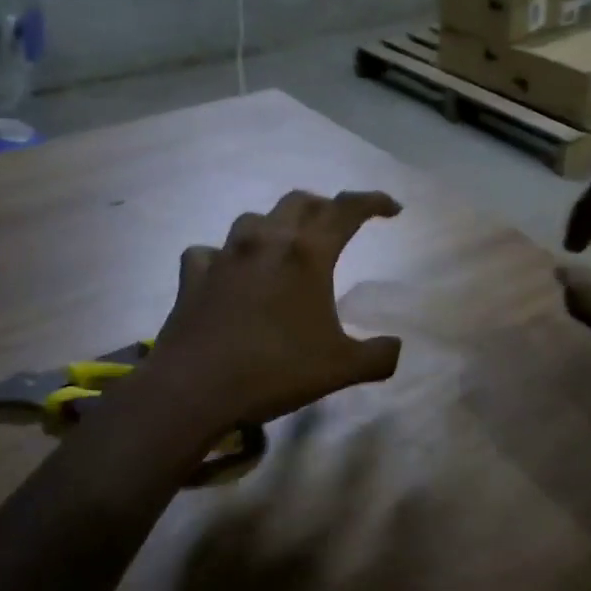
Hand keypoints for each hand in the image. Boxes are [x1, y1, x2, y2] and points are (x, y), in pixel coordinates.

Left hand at [146, 190, 403, 432]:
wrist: (194, 389)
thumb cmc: (275, 371)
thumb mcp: (341, 369)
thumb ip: (378, 356)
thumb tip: (396, 347)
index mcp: (307, 254)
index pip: (347, 210)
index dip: (373, 202)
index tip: (392, 209)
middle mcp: (266, 242)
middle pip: (300, 202)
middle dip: (324, 207)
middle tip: (337, 226)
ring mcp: (225, 255)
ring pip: (254, 219)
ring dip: (276, 225)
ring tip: (285, 246)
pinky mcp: (194, 276)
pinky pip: (210, 252)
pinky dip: (225, 257)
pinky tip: (229, 273)